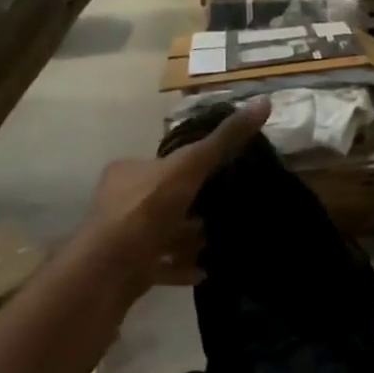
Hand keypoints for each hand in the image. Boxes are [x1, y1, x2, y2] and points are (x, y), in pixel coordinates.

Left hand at [81, 100, 269, 291]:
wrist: (109, 269)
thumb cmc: (146, 211)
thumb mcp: (189, 167)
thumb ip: (224, 140)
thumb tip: (264, 101)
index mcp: (129, 172)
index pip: (166, 164)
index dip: (193, 169)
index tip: (222, 177)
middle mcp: (121, 202)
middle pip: (167, 200)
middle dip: (195, 208)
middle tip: (227, 213)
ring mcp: (124, 238)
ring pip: (164, 234)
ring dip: (190, 240)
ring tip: (221, 242)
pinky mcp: (130, 269)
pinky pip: (162, 266)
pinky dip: (183, 268)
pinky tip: (205, 271)